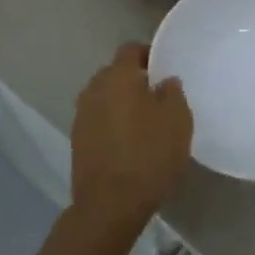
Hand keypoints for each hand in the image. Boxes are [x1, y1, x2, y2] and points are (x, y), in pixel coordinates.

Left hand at [69, 43, 192, 236]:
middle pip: (114, 73)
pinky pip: (98, 119)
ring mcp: (82, 116)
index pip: (130, 49)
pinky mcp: (77, 140)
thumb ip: (173, 93)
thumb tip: (165, 81)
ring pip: (104, 97)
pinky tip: (128, 141)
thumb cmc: (149, 155)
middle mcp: (94, 89)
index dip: (148, 54)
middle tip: (157, 95)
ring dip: (121, 102)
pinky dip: (112, 122)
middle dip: (133, 79)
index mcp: (118, 77)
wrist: (110, 204)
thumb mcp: (177, 121)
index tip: (164, 69)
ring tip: (143, 120)